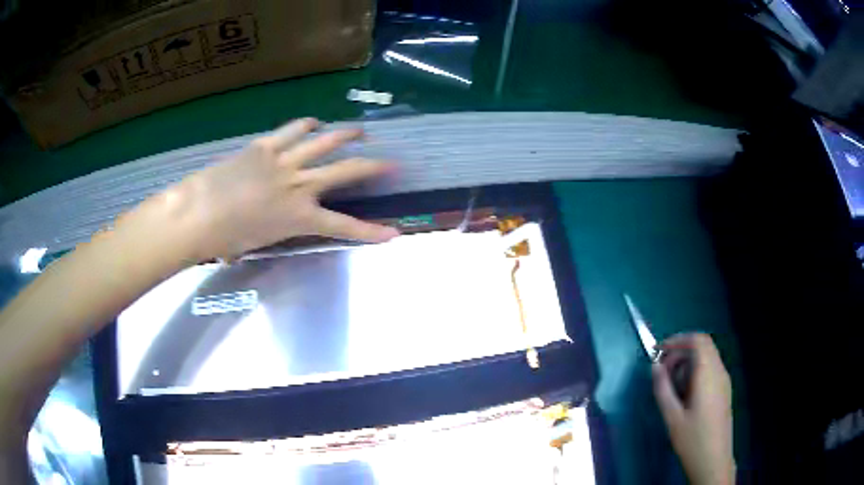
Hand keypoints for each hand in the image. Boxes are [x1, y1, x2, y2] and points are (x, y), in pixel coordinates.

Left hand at [149, 118, 399, 260]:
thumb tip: (269, 224)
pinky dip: (306, 125)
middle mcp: (299, 185)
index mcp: (298, 217)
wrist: (198, 214)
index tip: (394, 233)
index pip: (343, 226)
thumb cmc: (225, 239)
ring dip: (346, 134)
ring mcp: (283, 161)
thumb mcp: (258, 241)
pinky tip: (313, 122)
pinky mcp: (264, 146)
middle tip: (391, 162)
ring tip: (360, 130)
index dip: (371, 232)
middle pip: (346, 170)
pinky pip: (292, 130)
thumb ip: (274, 228)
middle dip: (373, 166)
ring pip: (324, 141)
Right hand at [652, 333, 734, 484]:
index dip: (678, 340)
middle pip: (703, 346)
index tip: (659, 351)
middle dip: (681, 351)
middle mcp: (719, 372)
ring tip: (671, 384)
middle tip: (662, 370)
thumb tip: (655, 366)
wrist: (714, 460)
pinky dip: (696, 371)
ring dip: (688, 362)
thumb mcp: (672, 417)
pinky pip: (711, 369)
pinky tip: (685, 393)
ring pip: (707, 357)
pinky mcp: (724, 390)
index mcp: (708, 375)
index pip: (698, 341)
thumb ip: (663, 389)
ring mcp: (724, 381)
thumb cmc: (692, 440)